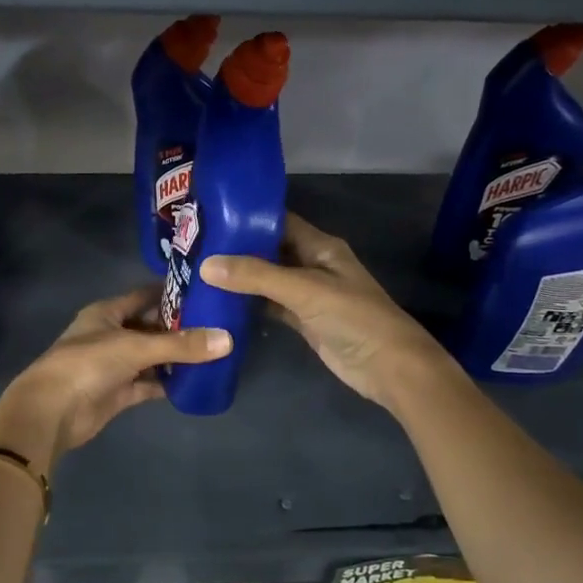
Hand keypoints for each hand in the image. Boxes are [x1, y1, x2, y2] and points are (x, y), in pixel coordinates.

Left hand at [0, 288, 229, 471]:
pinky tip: (195, 381)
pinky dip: (168, 383)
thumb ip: (180, 345)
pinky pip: (149, 384)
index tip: (205, 291)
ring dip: (176, 357)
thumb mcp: (135, 347)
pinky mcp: (118, 393)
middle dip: (180, 327)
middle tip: (218, 324)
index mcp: (107, 312)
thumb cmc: (87, 365)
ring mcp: (114, 365)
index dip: (172, 293)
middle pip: (151, 326)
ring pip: (151, 357)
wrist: (51, 412)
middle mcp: (111, 335)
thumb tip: (227, 340)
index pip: (145, 295)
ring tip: (214, 352)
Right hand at [201, 213, 454, 411]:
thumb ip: (257, 276)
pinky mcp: (303, 321)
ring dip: (240, 278)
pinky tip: (220, 303)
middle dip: (237, 248)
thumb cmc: (353, 318)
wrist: (388, 367)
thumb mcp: (305, 290)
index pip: (279, 221)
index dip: (247, 216)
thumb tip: (207, 265)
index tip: (209, 215)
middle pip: (270, 250)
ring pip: (267, 279)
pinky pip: (270, 306)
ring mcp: (308, 295)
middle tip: (194, 245)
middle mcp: (313, 265)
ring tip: (197, 271)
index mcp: (320, 246)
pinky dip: (249, 305)